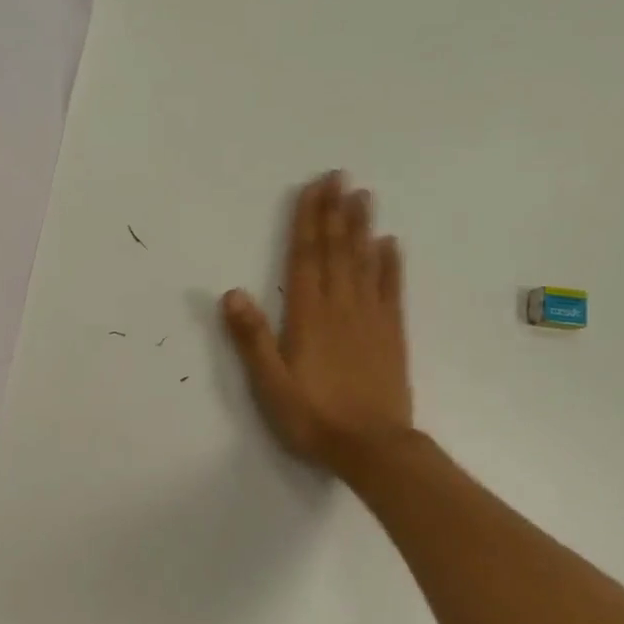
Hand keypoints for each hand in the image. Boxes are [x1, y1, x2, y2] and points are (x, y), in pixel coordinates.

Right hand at [222, 171, 413, 481]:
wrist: (372, 447)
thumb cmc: (313, 417)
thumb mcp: (270, 384)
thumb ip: (252, 338)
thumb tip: (232, 292)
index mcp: (308, 317)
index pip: (305, 258)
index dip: (308, 221)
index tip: (314, 188)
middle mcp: (341, 308)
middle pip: (336, 251)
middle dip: (335, 212)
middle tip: (340, 176)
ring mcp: (370, 319)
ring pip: (364, 263)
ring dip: (362, 228)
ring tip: (364, 196)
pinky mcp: (391, 334)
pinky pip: (390, 290)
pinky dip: (390, 265)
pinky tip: (390, 245)